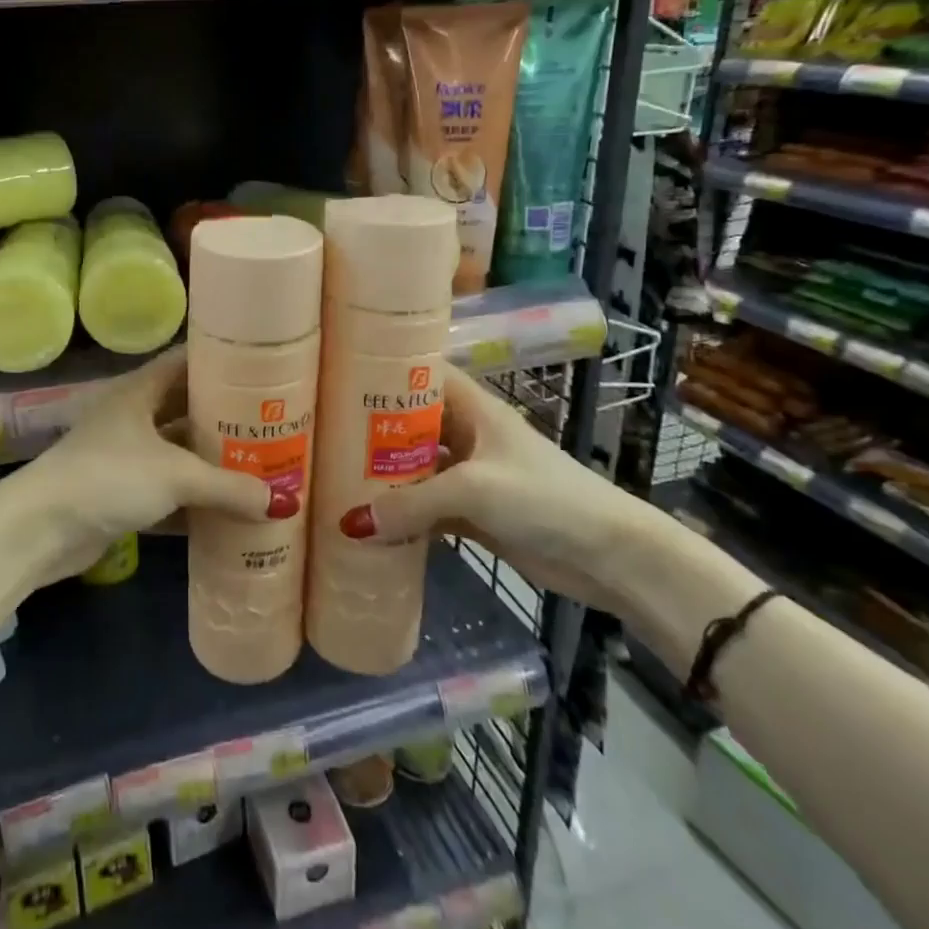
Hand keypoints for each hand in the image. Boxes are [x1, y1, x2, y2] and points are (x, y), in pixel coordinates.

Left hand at [12, 347, 274, 583]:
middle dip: (223, 418)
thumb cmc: (108, 478)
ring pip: (177, 453)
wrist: (40, 528)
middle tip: (270, 423)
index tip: (260, 369)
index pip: (184, 362)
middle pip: (185, 409)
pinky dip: (192, 501)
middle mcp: (132, 417)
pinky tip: (226, 512)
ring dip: (210, 462)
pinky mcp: (119, 495)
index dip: (219, 362)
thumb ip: (229, 487)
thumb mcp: (175, 475)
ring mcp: (124, 457)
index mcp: (140, 392)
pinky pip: (166, 491)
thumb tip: (284, 501)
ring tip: (259, 465)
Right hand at [336, 369, 654, 613]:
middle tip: (320, 435)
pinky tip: (367, 524)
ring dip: (383, 476)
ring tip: (331, 477)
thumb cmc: (544, 498)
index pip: (421, 374)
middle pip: (411, 424)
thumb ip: (412, 504)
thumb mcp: (474, 490)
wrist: (609, 556)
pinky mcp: (473, 514)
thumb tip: (349, 523)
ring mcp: (470, 476)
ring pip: (415, 468)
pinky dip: (401, 516)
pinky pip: (426, 509)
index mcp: (473, 409)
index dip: (383, 371)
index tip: (336, 375)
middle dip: (371, 430)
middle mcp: (467, 435)